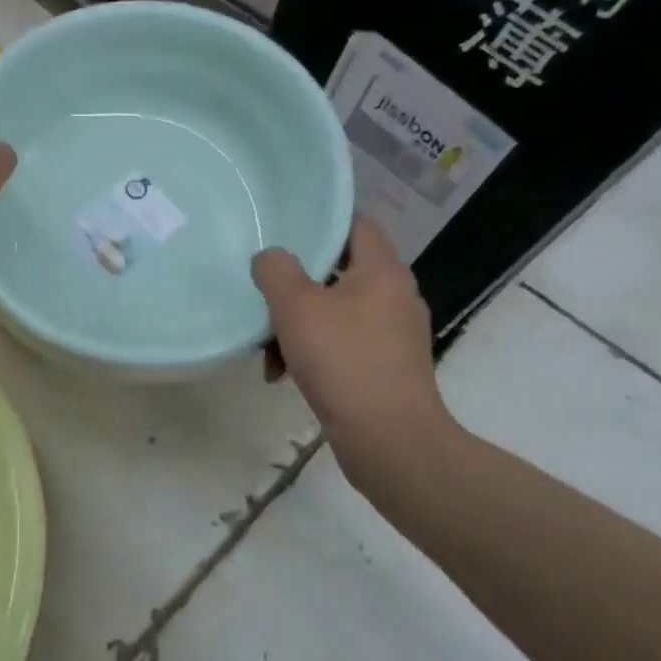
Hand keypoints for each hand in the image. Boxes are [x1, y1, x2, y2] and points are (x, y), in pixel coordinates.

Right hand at [254, 218, 453, 474]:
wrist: (389, 439)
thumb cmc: (343, 360)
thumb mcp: (296, 307)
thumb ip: (276, 270)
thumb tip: (271, 257)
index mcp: (382, 271)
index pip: (356, 224)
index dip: (320, 221)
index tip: (284, 229)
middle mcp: (395, 296)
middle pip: (339, 271)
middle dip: (297, 283)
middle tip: (265, 292)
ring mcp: (393, 334)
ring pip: (335, 311)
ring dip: (297, 324)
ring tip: (267, 348)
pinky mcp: (386, 367)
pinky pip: (342, 343)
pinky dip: (313, 351)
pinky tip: (284, 374)